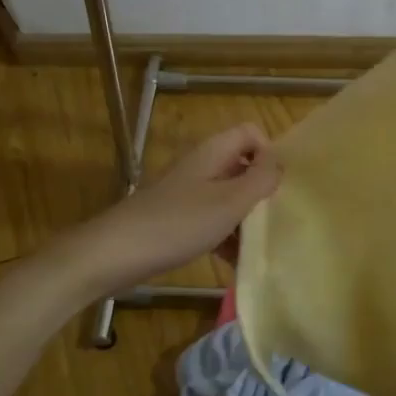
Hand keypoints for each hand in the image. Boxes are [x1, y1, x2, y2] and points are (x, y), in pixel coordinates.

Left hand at [67, 124, 281, 298]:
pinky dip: (225, 235)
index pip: (252, 133)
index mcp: (214, 152)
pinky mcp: (178, 218)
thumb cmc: (178, 223)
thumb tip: (279, 163)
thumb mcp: (229, 202)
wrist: (115, 254)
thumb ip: (260, 180)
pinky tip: (234, 261)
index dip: (269, 153)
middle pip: (243, 166)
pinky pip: (212, 219)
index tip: (277, 186)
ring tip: (258, 246)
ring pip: (229, 196)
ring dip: (245, 219)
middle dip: (261, 191)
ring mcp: (188, 192)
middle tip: (275, 219)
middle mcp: (202, 166)